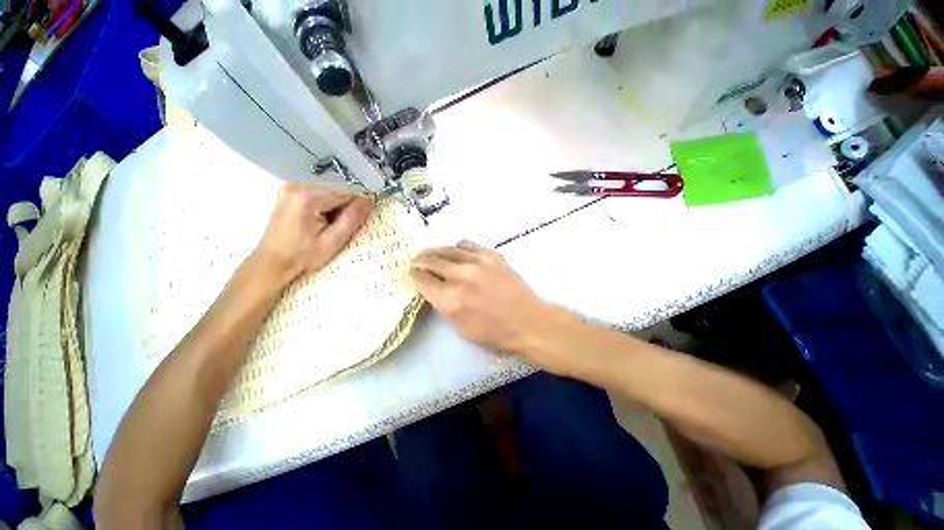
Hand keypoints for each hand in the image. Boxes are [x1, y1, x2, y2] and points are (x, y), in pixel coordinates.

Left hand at [254, 183, 372, 286]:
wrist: (272, 262)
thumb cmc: (302, 257)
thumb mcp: (333, 242)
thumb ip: (352, 219)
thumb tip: (370, 200)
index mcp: (308, 197)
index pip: (347, 192)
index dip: (358, 206)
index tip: (360, 221)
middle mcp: (298, 185)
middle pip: (338, 190)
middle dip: (346, 207)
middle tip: (343, 228)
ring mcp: (292, 186)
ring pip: (331, 192)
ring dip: (337, 207)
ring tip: (331, 226)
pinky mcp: (290, 191)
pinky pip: (320, 193)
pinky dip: (327, 205)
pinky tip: (322, 221)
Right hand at [410, 241, 552, 355]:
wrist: (528, 322)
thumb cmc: (494, 333)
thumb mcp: (460, 328)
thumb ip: (444, 305)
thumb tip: (433, 288)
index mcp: (450, 300)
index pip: (422, 280)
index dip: (414, 276)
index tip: (412, 273)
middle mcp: (460, 276)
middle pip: (431, 260)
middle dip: (420, 260)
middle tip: (416, 260)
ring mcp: (477, 262)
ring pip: (447, 249)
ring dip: (435, 251)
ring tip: (431, 253)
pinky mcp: (491, 255)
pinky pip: (466, 245)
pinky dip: (457, 248)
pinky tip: (456, 252)